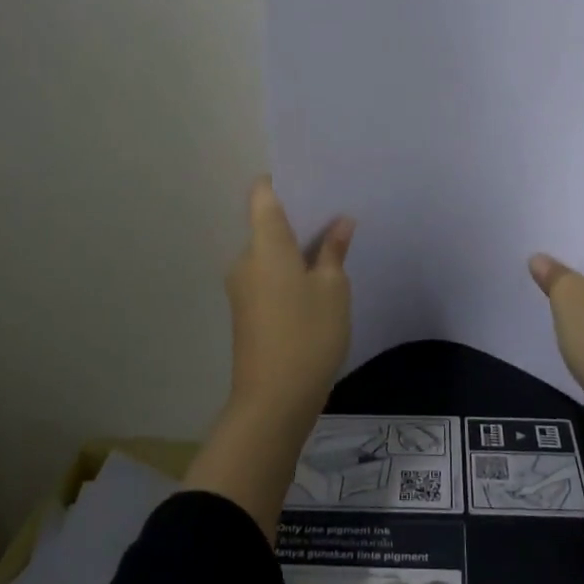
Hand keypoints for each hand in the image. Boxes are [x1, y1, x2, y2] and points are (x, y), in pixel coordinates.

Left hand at [224, 177, 353, 425]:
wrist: (273, 403)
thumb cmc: (307, 334)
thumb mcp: (332, 289)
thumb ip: (333, 250)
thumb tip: (340, 222)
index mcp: (265, 244)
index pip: (262, 194)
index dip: (281, 181)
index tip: (310, 181)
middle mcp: (246, 260)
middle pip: (267, 224)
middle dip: (299, 219)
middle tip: (335, 215)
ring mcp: (243, 288)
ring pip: (270, 253)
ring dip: (296, 249)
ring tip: (333, 248)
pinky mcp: (247, 312)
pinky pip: (268, 276)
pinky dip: (289, 273)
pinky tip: (317, 284)